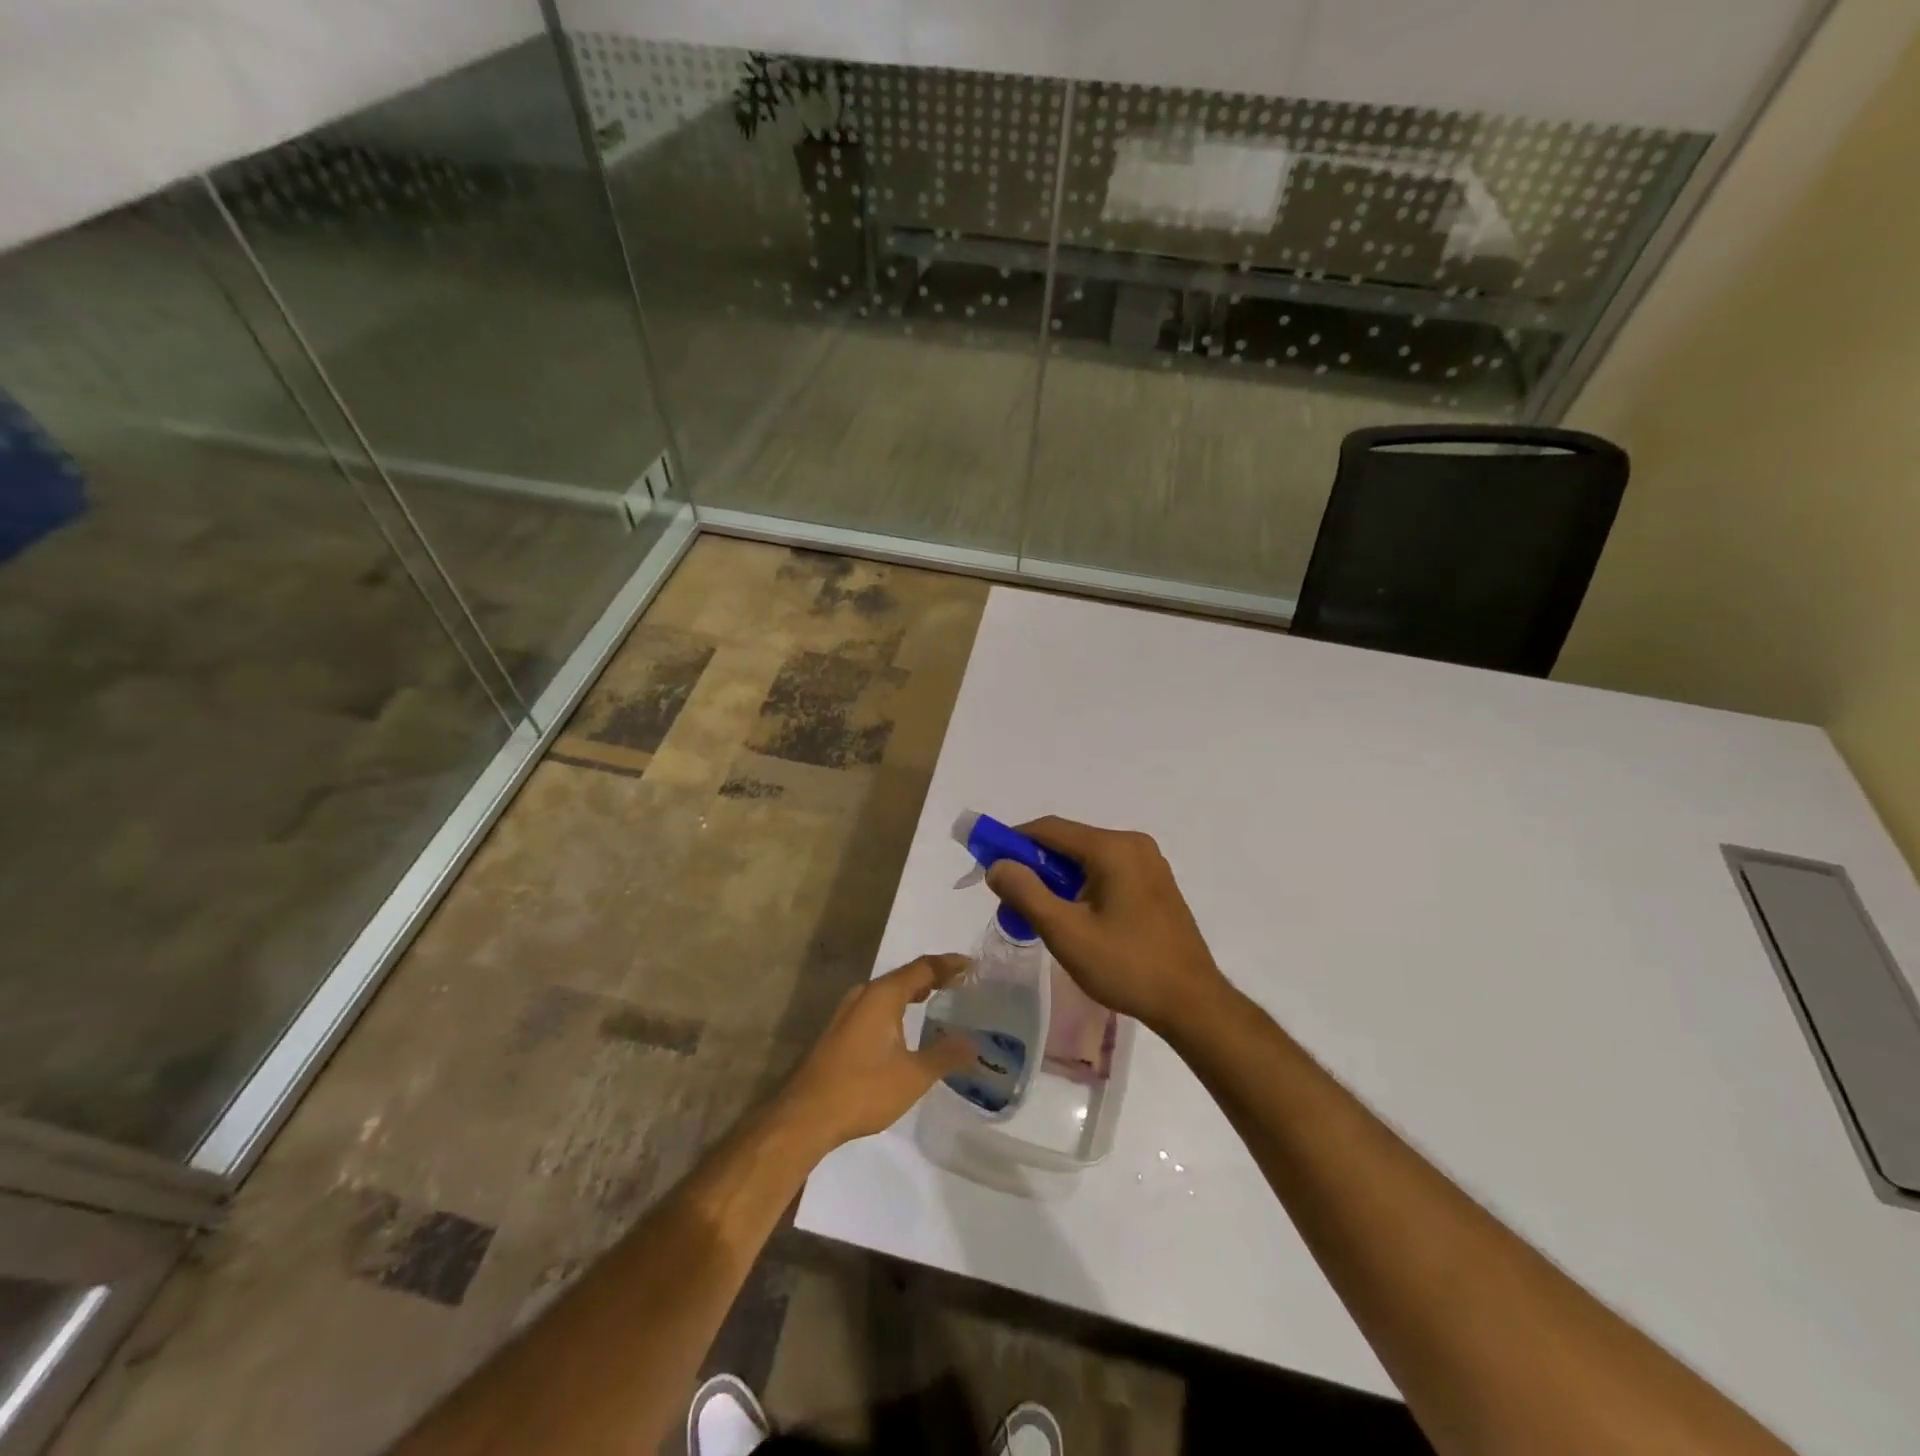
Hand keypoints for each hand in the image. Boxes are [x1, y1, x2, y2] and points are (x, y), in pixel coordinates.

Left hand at [780, 954, 976, 1151]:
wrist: (805, 1116)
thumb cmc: (863, 1089)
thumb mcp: (913, 1075)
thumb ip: (945, 1055)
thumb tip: (974, 1043)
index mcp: (883, 994)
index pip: (923, 967)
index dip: (949, 964)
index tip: (973, 966)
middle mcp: (864, 995)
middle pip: (904, 976)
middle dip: (933, 978)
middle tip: (961, 985)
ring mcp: (848, 1013)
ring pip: (888, 993)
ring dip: (913, 993)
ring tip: (938, 1002)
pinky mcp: (839, 1032)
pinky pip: (876, 1008)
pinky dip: (897, 1009)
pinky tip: (906, 1029)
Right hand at [986, 817, 1228, 1035]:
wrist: (1192, 1002)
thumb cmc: (1126, 966)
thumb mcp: (1066, 932)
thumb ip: (1026, 893)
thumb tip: (997, 865)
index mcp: (1112, 848)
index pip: (1049, 829)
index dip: (1013, 841)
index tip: (987, 863)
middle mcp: (1133, 844)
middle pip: (1069, 843)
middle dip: (1035, 866)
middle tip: (1012, 900)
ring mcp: (1149, 863)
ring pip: (1087, 859)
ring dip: (1058, 879)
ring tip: (1041, 915)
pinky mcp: (1156, 884)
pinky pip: (1107, 872)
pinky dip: (1082, 887)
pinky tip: (1075, 918)